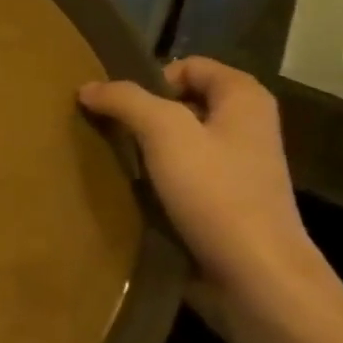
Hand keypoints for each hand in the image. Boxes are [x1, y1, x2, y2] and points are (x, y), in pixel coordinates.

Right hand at [80, 57, 322, 319]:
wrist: (255, 277)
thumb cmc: (216, 193)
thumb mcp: (165, 132)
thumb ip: (125, 100)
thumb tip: (88, 87)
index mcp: (245, 99)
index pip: (190, 65)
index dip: (152, 77)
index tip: (120, 106)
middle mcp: (245, 128)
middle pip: (181, 104)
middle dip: (142, 114)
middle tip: (107, 132)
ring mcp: (236, 169)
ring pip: (177, 143)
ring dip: (144, 150)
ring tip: (113, 162)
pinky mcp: (223, 205)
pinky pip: (180, 178)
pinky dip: (154, 181)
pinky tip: (131, 194)